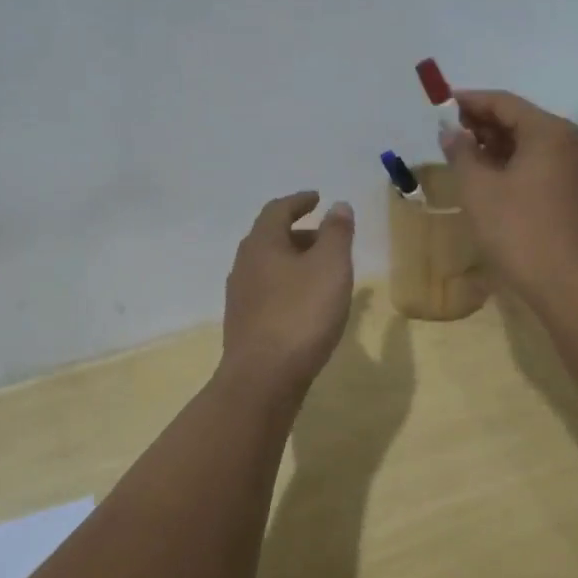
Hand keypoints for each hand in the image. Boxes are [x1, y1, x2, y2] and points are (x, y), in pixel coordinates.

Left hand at [221, 192, 355, 391]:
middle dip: (299, 232)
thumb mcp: (330, 267)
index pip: (277, 209)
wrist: (264, 378)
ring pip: (269, 266)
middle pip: (271, 237)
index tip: (318, 198)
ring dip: (294, 261)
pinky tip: (306, 304)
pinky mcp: (244, 324)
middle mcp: (244, 264)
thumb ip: (336, 233)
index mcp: (262, 244)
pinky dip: (288, 285)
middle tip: (327, 237)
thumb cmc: (301, 314)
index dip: (299, 201)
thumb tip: (337, 205)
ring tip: (322, 272)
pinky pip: (268, 291)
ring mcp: (240, 296)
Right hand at [438, 90, 577, 300]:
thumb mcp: (480, 190)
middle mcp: (568, 143)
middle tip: (448, 135)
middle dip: (482, 124)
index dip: (470, 101)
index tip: (441, 105)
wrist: (572, 287)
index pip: (504, 102)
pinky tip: (489, 182)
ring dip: (496, 147)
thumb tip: (451, 132)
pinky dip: (512, 166)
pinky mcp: (575, 195)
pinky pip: (539, 167)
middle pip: (520, 120)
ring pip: (530, 146)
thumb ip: (462, 153)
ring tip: (462, 158)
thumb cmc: (520, 232)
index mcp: (549, 132)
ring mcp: (576, 171)